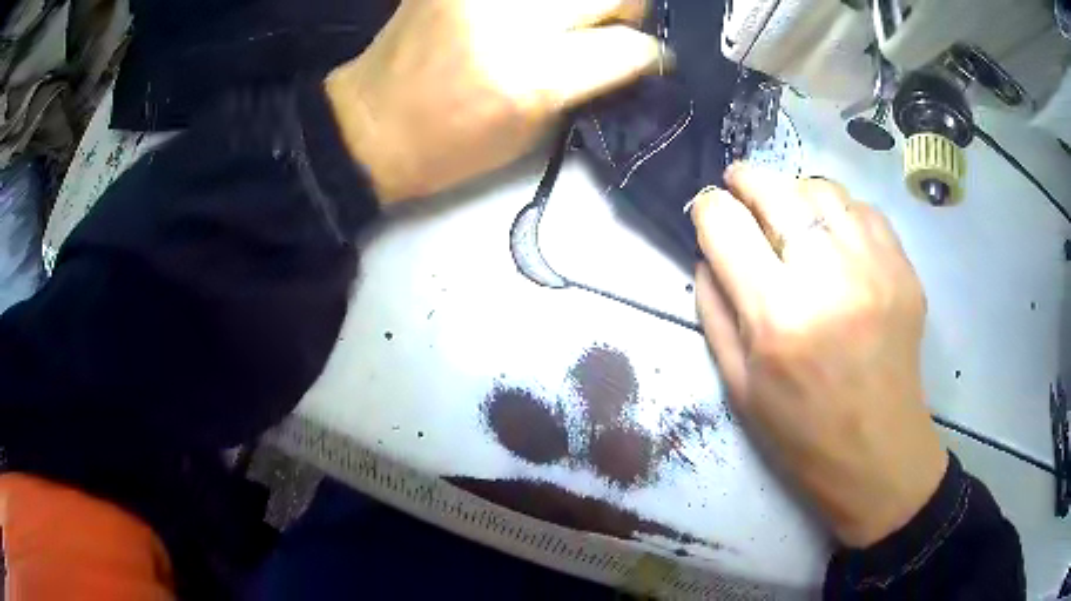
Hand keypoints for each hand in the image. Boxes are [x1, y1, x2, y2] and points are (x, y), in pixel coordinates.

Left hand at [325, 0, 662, 202]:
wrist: (370, 124)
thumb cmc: (452, 146)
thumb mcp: (534, 131)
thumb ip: (589, 84)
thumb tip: (633, 52)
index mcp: (532, 76)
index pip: (629, 47)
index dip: (651, 54)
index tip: (652, 59)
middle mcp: (510, 21)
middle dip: (627, 10)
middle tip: (613, 26)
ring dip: (584, 0)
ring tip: (570, 18)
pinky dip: (542, 0)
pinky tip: (532, 14)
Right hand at [691, 164, 947, 547]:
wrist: (878, 453)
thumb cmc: (801, 431)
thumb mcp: (738, 384)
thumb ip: (713, 311)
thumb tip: (707, 252)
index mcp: (776, 316)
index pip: (726, 224)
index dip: (708, 207)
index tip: (708, 210)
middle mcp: (827, 277)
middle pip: (776, 189)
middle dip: (746, 179)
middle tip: (739, 186)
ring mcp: (874, 267)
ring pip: (822, 189)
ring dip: (795, 193)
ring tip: (791, 214)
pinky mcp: (903, 269)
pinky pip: (863, 209)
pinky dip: (840, 211)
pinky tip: (836, 237)